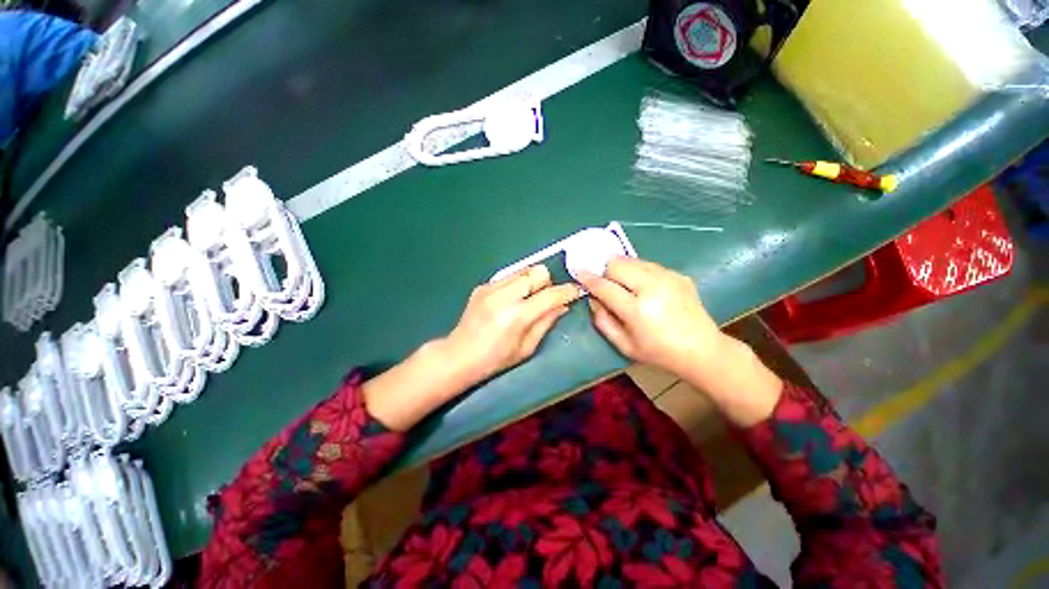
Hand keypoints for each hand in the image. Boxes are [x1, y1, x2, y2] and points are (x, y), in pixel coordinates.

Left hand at [444, 265, 581, 384]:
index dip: (568, 291)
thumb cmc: (495, 360)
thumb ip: (546, 322)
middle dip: (548, 283)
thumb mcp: (526, 348)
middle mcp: (504, 295)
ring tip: (528, 299)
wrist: (458, 356)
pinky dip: (517, 284)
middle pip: (538, 271)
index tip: (577, 291)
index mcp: (516, 315)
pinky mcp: (482, 286)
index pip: (550, 294)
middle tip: (545, 299)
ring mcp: (491, 288)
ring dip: (532, 282)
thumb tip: (563, 305)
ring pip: (524, 270)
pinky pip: (509, 276)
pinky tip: (510, 300)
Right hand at [578, 258, 726, 375]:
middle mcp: (653, 288)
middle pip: (618, 264)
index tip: (579, 272)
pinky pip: (649, 264)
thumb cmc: (658, 352)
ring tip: (626, 286)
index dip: (588, 278)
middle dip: (607, 272)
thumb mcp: (624, 345)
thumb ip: (602, 321)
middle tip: (608, 285)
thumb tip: (593, 299)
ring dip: (623, 270)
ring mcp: (668, 278)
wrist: (702, 350)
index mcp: (638, 310)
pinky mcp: (678, 275)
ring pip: (633, 260)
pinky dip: (639, 272)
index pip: (605, 286)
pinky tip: (645, 288)